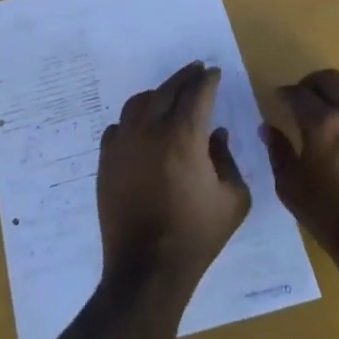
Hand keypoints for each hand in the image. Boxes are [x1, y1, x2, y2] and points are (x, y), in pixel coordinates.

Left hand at [97, 62, 250, 291]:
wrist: (147, 267)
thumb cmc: (197, 235)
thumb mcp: (233, 199)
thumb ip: (227, 159)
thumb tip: (217, 136)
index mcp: (184, 136)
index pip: (197, 94)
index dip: (207, 80)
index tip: (213, 73)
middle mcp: (149, 131)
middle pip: (167, 90)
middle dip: (184, 77)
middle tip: (195, 70)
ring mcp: (123, 144)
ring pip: (137, 103)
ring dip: (157, 94)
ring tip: (168, 95)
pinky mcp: (106, 161)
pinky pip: (118, 128)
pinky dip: (133, 120)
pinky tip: (141, 128)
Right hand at [262, 70, 338, 264]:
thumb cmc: (331, 217)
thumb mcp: (291, 188)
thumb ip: (278, 152)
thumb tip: (268, 128)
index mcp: (322, 124)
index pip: (298, 93)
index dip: (285, 93)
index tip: (279, 99)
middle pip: (331, 79)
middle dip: (312, 83)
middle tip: (303, 98)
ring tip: (334, 107)